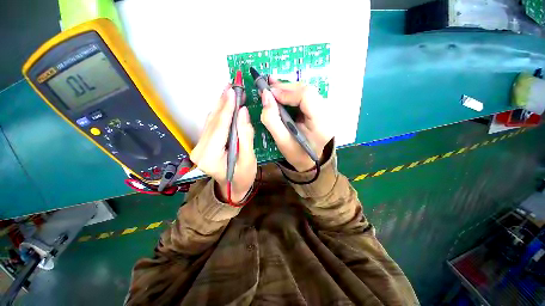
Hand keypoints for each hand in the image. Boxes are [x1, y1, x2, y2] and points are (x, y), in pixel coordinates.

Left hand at [190, 86, 256, 202]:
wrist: (232, 189)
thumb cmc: (243, 177)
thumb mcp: (248, 158)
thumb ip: (245, 135)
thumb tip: (243, 112)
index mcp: (210, 156)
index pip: (219, 126)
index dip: (227, 108)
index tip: (232, 90)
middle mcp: (200, 150)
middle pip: (213, 121)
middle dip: (223, 103)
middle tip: (231, 85)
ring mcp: (199, 147)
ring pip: (210, 122)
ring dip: (221, 106)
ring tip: (229, 91)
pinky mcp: (203, 145)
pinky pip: (211, 126)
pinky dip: (219, 114)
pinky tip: (225, 104)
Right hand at [260, 80, 332, 171]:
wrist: (310, 161)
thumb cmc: (296, 154)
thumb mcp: (281, 141)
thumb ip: (271, 119)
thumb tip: (265, 96)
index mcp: (321, 124)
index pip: (307, 96)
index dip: (287, 92)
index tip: (270, 94)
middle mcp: (327, 113)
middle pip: (307, 91)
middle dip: (286, 88)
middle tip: (268, 88)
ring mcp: (326, 110)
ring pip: (306, 91)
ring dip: (288, 89)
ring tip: (272, 88)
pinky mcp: (321, 109)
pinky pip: (306, 96)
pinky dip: (292, 94)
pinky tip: (282, 93)